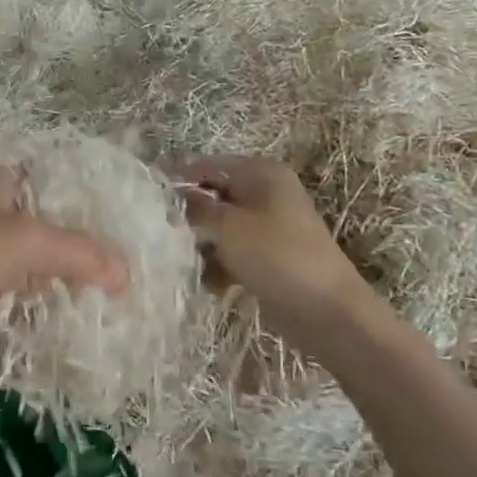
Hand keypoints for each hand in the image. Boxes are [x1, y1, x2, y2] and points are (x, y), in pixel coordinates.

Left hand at [0, 165, 128, 350]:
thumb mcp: (28, 244)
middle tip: (102, 270)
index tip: (110, 233)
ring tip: (80, 294)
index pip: (50, 182)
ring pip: (15, 253)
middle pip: (35, 219)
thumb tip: (126, 274)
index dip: (80, 204)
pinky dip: (15, 294)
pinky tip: (37, 311)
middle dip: (64, 244)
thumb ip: (79, 254)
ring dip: (41, 273)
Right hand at [178, 157, 379, 359]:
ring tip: (188, 264)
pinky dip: (221, 266)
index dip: (179, 180)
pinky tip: (212, 285)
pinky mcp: (269, 256)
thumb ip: (197, 207)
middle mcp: (265, 193)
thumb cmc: (276, 256)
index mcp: (260, 173)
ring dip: (203, 245)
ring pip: (221, 227)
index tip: (149, 202)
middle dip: (190, 217)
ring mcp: (269, 226)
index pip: (208, 165)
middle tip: (165, 237)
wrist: (327, 311)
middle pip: (214, 196)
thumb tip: (175, 196)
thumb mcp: (228, 226)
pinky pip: (234, 253)